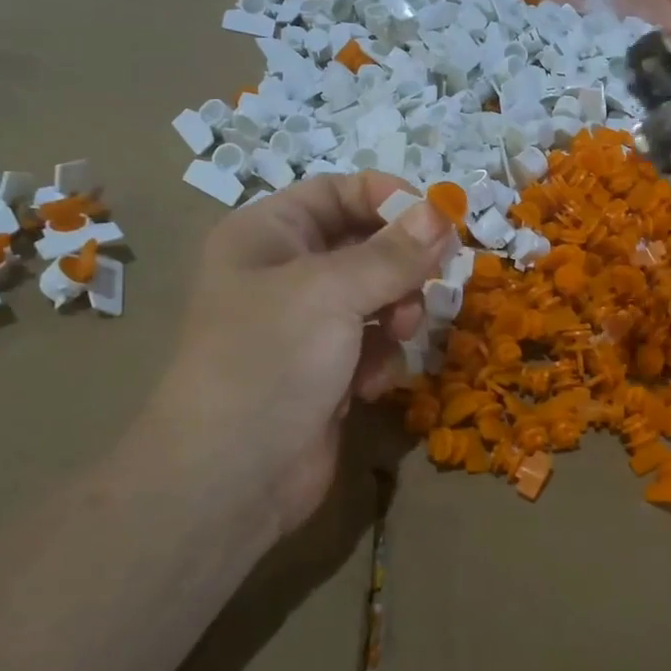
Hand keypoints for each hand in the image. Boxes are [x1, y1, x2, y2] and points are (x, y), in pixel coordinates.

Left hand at [132, 173, 454, 536]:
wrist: (229, 478)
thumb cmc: (269, 360)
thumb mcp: (332, 291)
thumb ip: (393, 252)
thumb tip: (441, 212)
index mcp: (268, 236)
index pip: (336, 192)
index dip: (387, 198)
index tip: (437, 219)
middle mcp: (285, 274)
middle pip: (366, 246)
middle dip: (400, 266)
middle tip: (428, 284)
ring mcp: (307, 327)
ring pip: (378, 297)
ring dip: (397, 314)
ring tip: (396, 335)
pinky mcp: (327, 372)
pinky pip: (373, 345)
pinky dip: (381, 360)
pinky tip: (370, 385)